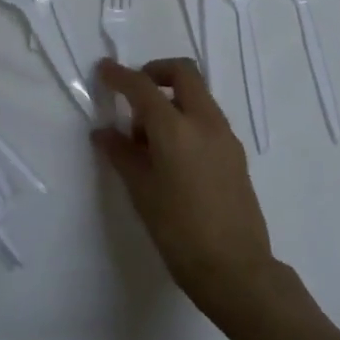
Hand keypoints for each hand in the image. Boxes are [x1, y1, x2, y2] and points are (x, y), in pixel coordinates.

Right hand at [91, 58, 277, 324]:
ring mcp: (225, 136)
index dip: (120, 75)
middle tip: (134, 94)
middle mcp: (205, 122)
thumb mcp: (141, 191)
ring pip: (197, 95)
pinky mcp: (235, 153)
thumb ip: (121, 154)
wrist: (235, 269)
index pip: (143, 87)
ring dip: (171, 98)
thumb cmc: (179, 231)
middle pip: (183, 72)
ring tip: (147, 137)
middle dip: (155, 72)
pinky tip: (171, 154)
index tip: (103, 70)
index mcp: (176, 129)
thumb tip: (104, 132)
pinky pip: (207, 118)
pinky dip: (186, 118)